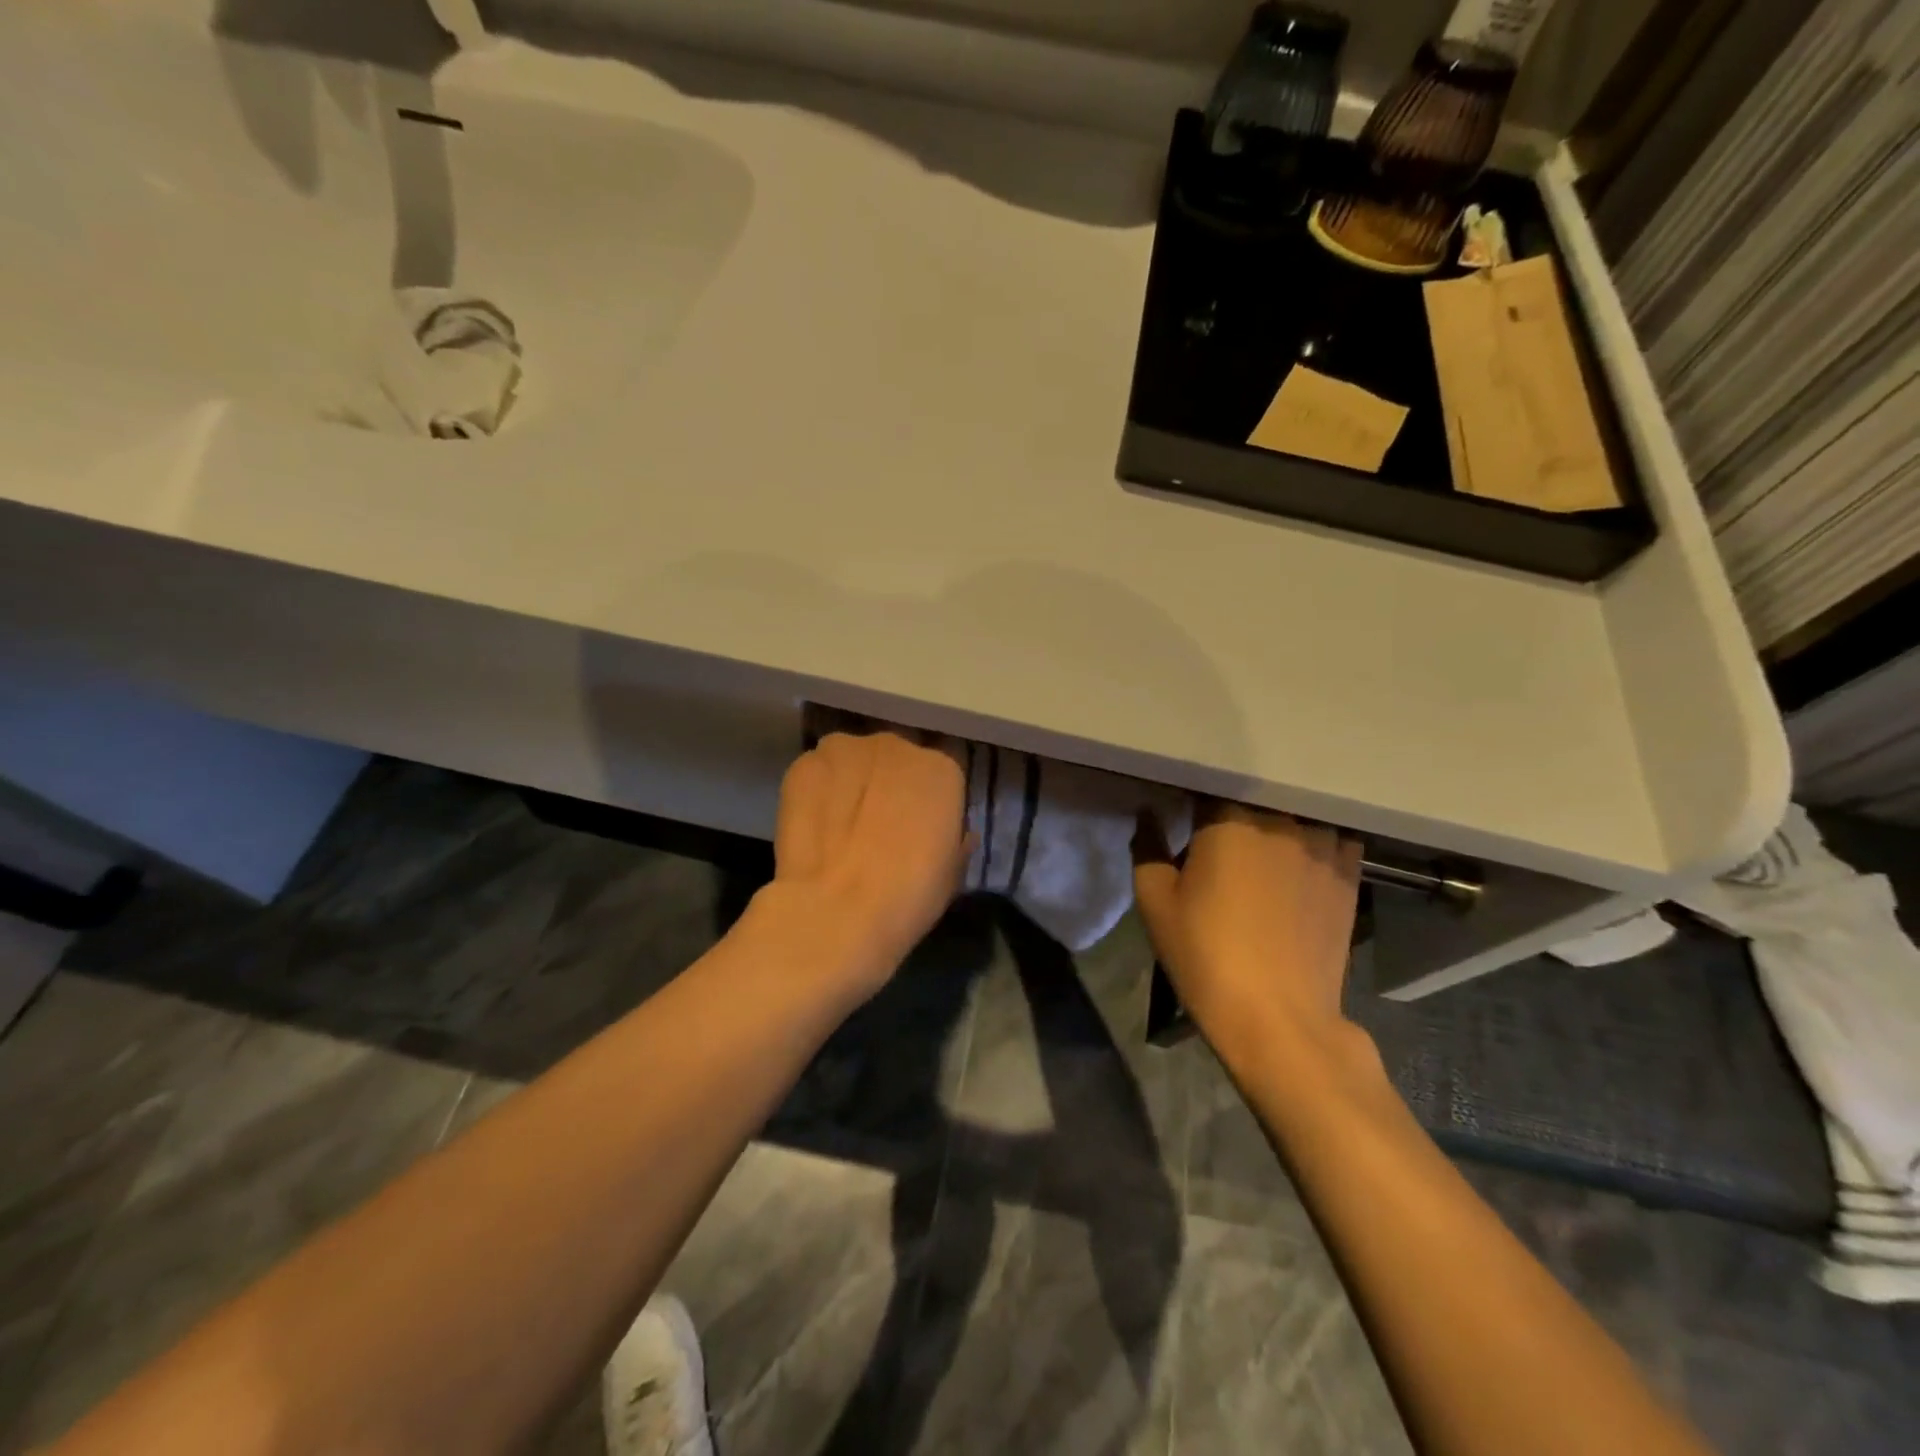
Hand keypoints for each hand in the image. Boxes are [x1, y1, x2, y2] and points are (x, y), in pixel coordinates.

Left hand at [762, 730, 968, 995]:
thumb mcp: (951, 873)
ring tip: (839, 825)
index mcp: (941, 770)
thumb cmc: (908, 896)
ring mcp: (845, 750)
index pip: (938, 774)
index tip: (917, 827)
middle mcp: (896, 746)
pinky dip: (816, 793)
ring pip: (851, 760)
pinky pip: (815, 773)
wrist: (837, 911)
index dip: (926, 801)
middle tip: (876, 825)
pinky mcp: (803, 766)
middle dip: (886, 784)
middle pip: (893, 759)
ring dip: (849, 783)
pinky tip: (813, 826)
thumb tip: (955, 833)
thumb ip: (954, 839)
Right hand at [1133, 804, 1366, 1066]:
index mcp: (1229, 818)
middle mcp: (1280, 819)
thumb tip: (1148, 812)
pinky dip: (1315, 838)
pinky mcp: (1349, 873)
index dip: (1194, 796)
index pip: (1210, 783)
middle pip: (1256, 795)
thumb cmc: (1206, 955)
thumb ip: (1148, 846)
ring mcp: (1322, 843)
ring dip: (1278, 819)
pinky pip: (1332, 835)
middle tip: (1219, 830)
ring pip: (1296, 811)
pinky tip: (1302, 856)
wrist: (1278, 1017)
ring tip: (1263, 840)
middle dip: (1236, 806)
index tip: (1184, 810)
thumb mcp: (1156, 903)